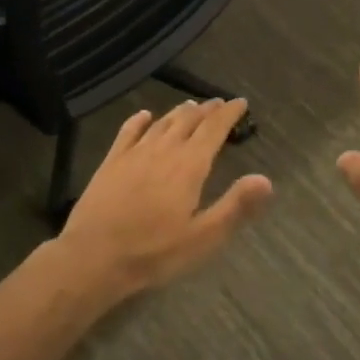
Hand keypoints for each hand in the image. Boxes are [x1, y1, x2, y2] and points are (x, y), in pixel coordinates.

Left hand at [58, 100, 271, 298]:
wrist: (93, 257)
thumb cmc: (153, 252)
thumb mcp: (203, 238)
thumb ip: (235, 207)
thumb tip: (265, 180)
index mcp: (189, 166)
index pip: (213, 129)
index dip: (229, 114)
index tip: (240, 103)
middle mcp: (163, 150)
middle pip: (188, 121)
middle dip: (206, 110)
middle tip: (218, 104)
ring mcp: (134, 153)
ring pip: (161, 123)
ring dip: (178, 112)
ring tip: (190, 106)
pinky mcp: (111, 162)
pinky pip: (128, 132)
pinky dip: (139, 120)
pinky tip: (144, 116)